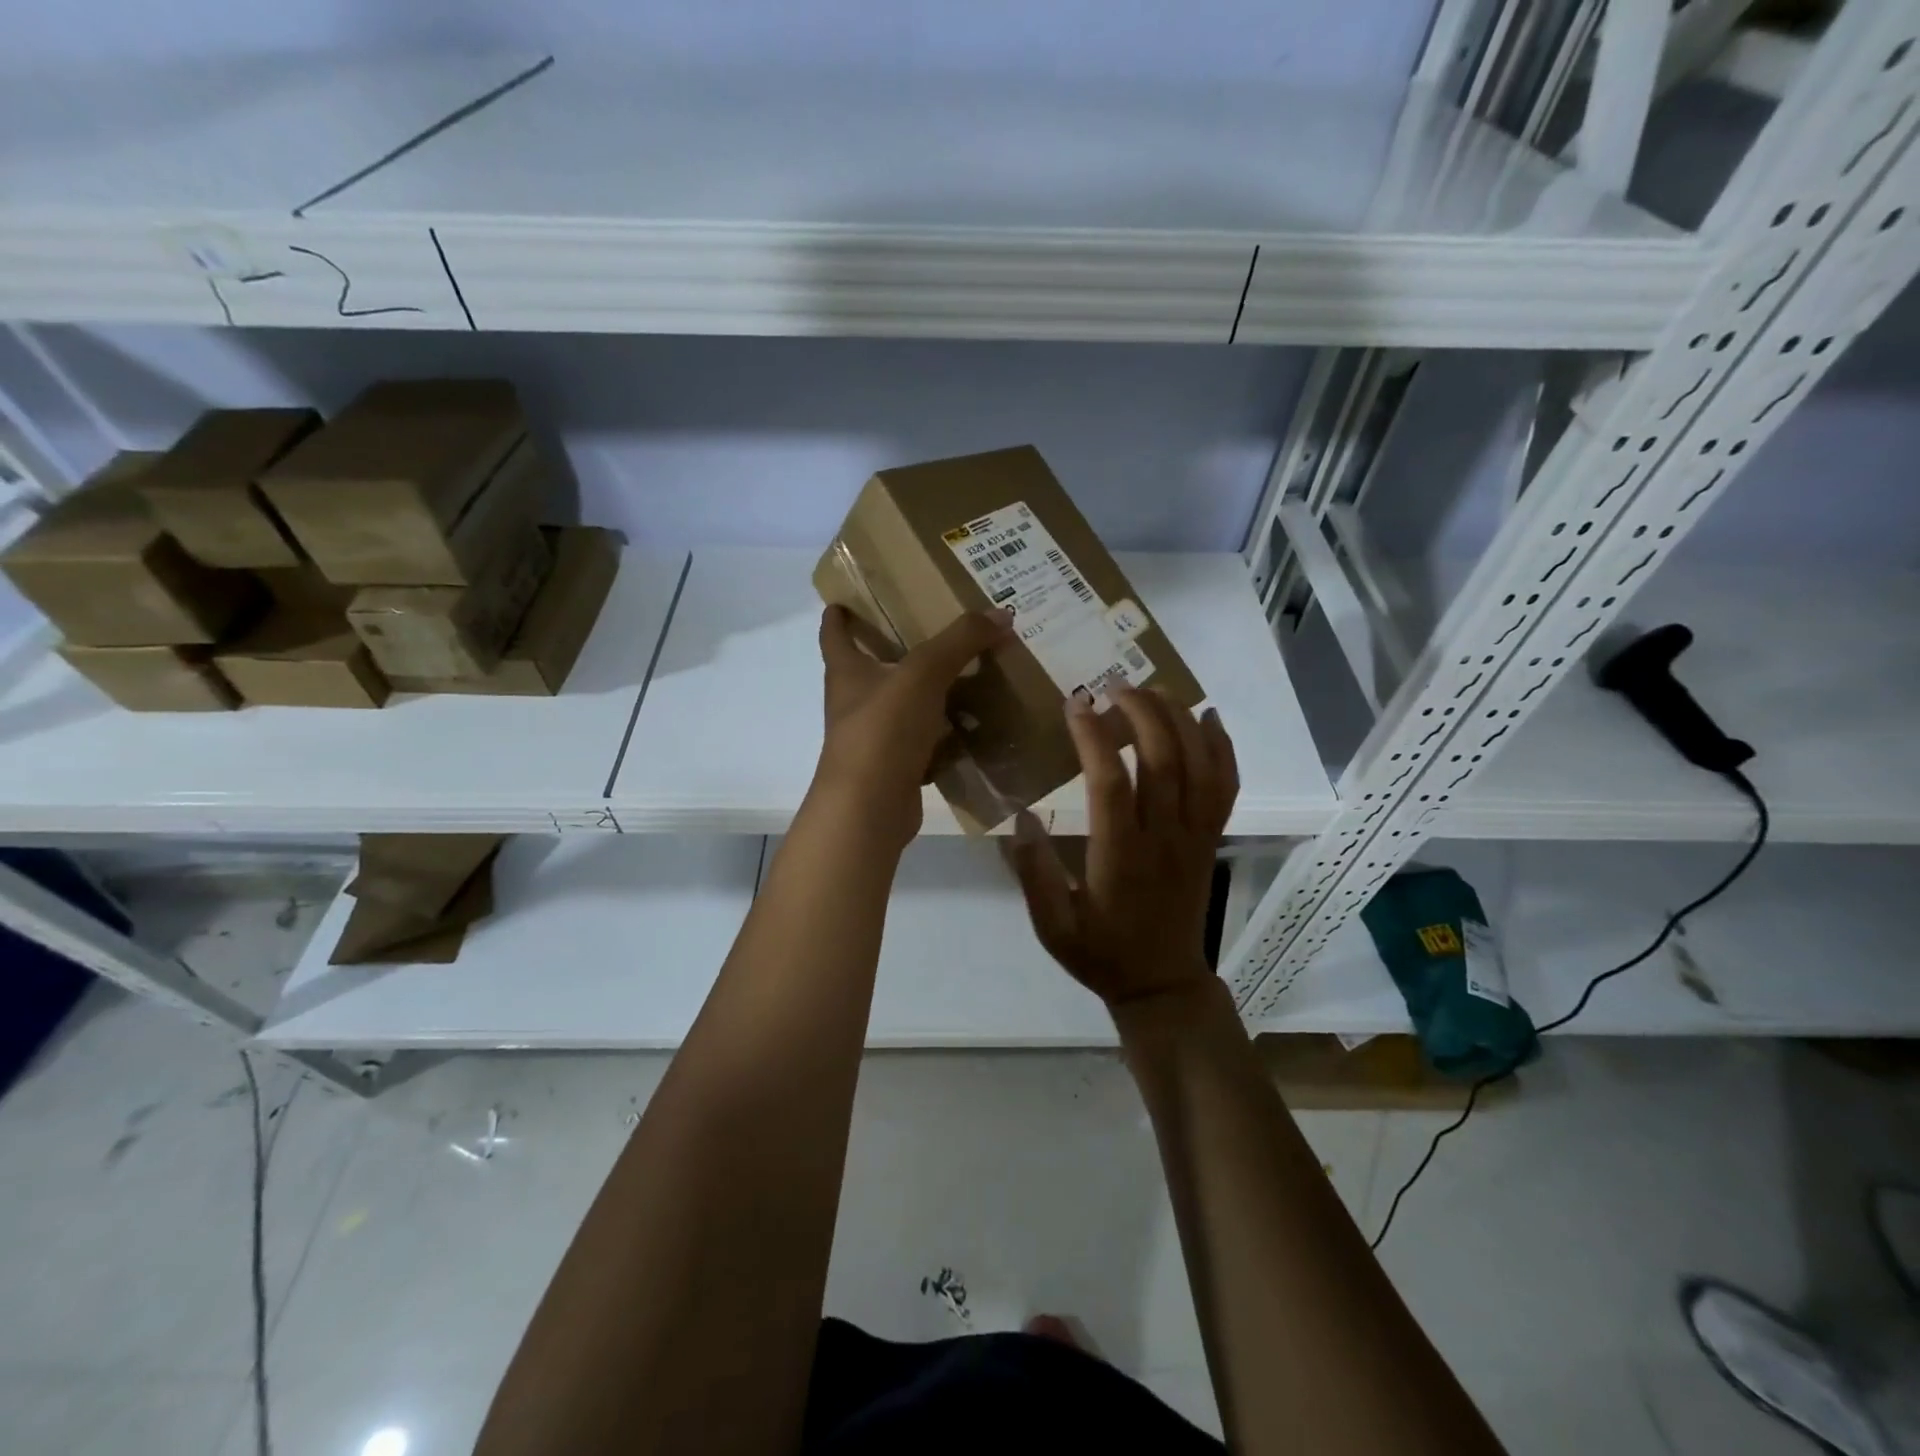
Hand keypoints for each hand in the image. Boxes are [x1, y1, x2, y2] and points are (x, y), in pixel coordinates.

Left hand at [813, 604, 1012, 847]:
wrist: (870, 808)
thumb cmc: (883, 729)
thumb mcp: (924, 673)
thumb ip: (961, 640)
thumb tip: (1001, 613)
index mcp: (847, 672)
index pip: (835, 633)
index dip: (839, 614)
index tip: (847, 599)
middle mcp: (855, 703)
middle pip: (872, 668)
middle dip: (898, 649)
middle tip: (936, 629)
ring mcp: (874, 739)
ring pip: (904, 706)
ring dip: (929, 693)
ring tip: (969, 673)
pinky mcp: (895, 767)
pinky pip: (924, 742)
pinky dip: (945, 734)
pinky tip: (975, 724)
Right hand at [1009, 687, 1237, 1008]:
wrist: (1163, 984)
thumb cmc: (1102, 953)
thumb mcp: (1052, 926)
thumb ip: (1033, 873)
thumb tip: (1020, 816)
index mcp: (1120, 856)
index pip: (1110, 782)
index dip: (1093, 737)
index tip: (1075, 704)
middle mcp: (1164, 838)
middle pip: (1164, 760)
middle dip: (1142, 713)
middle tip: (1115, 687)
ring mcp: (1195, 836)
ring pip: (1199, 765)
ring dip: (1180, 720)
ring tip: (1154, 691)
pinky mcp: (1210, 838)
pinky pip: (1225, 785)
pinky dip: (1222, 746)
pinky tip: (1208, 718)